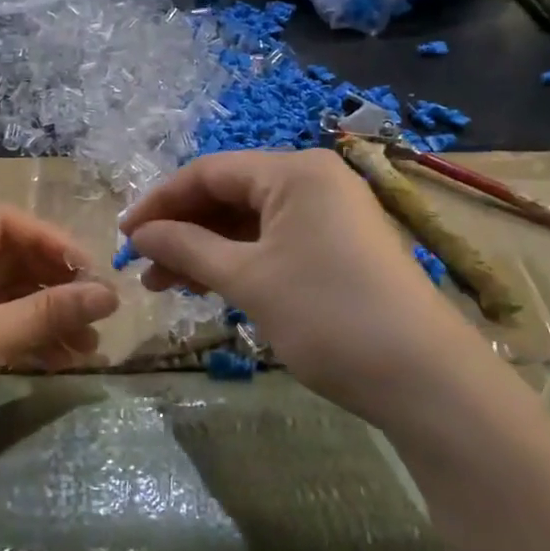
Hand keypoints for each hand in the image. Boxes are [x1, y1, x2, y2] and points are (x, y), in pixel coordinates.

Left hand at [0, 207, 118, 550]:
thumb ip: (45, 313)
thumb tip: (110, 294)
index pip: (1, 225)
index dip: (49, 241)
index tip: (90, 271)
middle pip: (8, 263)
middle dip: (55, 285)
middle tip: (99, 310)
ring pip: (8, 302)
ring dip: (49, 318)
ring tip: (92, 344)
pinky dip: (31, 343)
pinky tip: (66, 359)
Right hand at [122, 149, 483, 423]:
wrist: (424, 379)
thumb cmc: (329, 316)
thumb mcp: (249, 280)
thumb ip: (188, 248)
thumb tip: (141, 234)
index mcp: (294, 171)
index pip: (210, 172)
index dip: (161, 201)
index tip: (124, 234)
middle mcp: (314, 180)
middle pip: (230, 194)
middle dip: (183, 229)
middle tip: (146, 268)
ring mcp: (331, 213)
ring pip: (251, 222)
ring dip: (207, 249)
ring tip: (169, 285)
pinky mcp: (339, 246)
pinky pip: (275, 241)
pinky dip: (240, 261)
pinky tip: (212, 286)